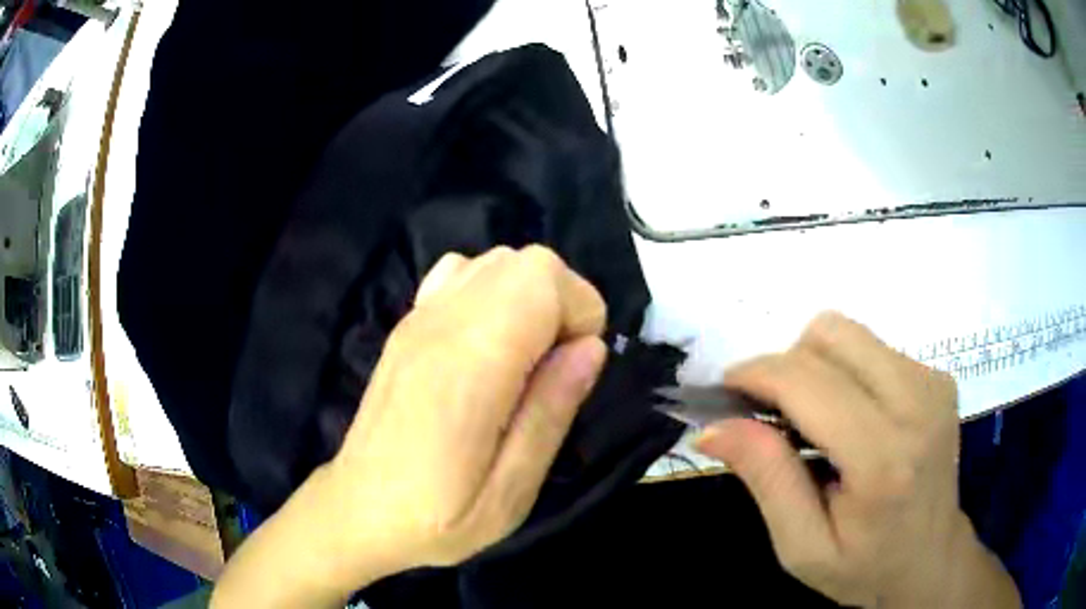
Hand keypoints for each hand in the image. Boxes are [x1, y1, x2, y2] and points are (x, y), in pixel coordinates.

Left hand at [212, 246, 607, 607]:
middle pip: (524, 261)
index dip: (579, 313)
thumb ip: (551, 414)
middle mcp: (441, 324)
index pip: (542, 279)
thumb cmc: (436, 518)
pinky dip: (491, 293)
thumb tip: (591, 348)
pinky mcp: (407, 325)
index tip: (573, 369)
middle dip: (562, 301)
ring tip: (523, 358)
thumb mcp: (510, 493)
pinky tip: (485, 343)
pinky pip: (461, 274)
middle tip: (554, 367)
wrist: (358, 511)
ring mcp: (418, 319)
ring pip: (496, 261)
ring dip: (529, 297)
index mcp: (469, 366)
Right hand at [696, 312, 1019, 607]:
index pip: (808, 382)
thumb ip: (766, 480)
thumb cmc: (864, 567)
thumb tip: (714, 426)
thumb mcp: (802, 546)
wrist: (930, 558)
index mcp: (883, 458)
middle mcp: (916, 402)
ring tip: (812, 420)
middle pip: (829, 336)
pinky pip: (872, 347)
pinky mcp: (937, 376)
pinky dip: (844, 371)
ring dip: (814, 366)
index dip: (756, 374)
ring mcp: (932, 382)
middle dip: (785, 366)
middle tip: (771, 417)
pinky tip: (848, 417)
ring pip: (849, 333)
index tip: (723, 392)